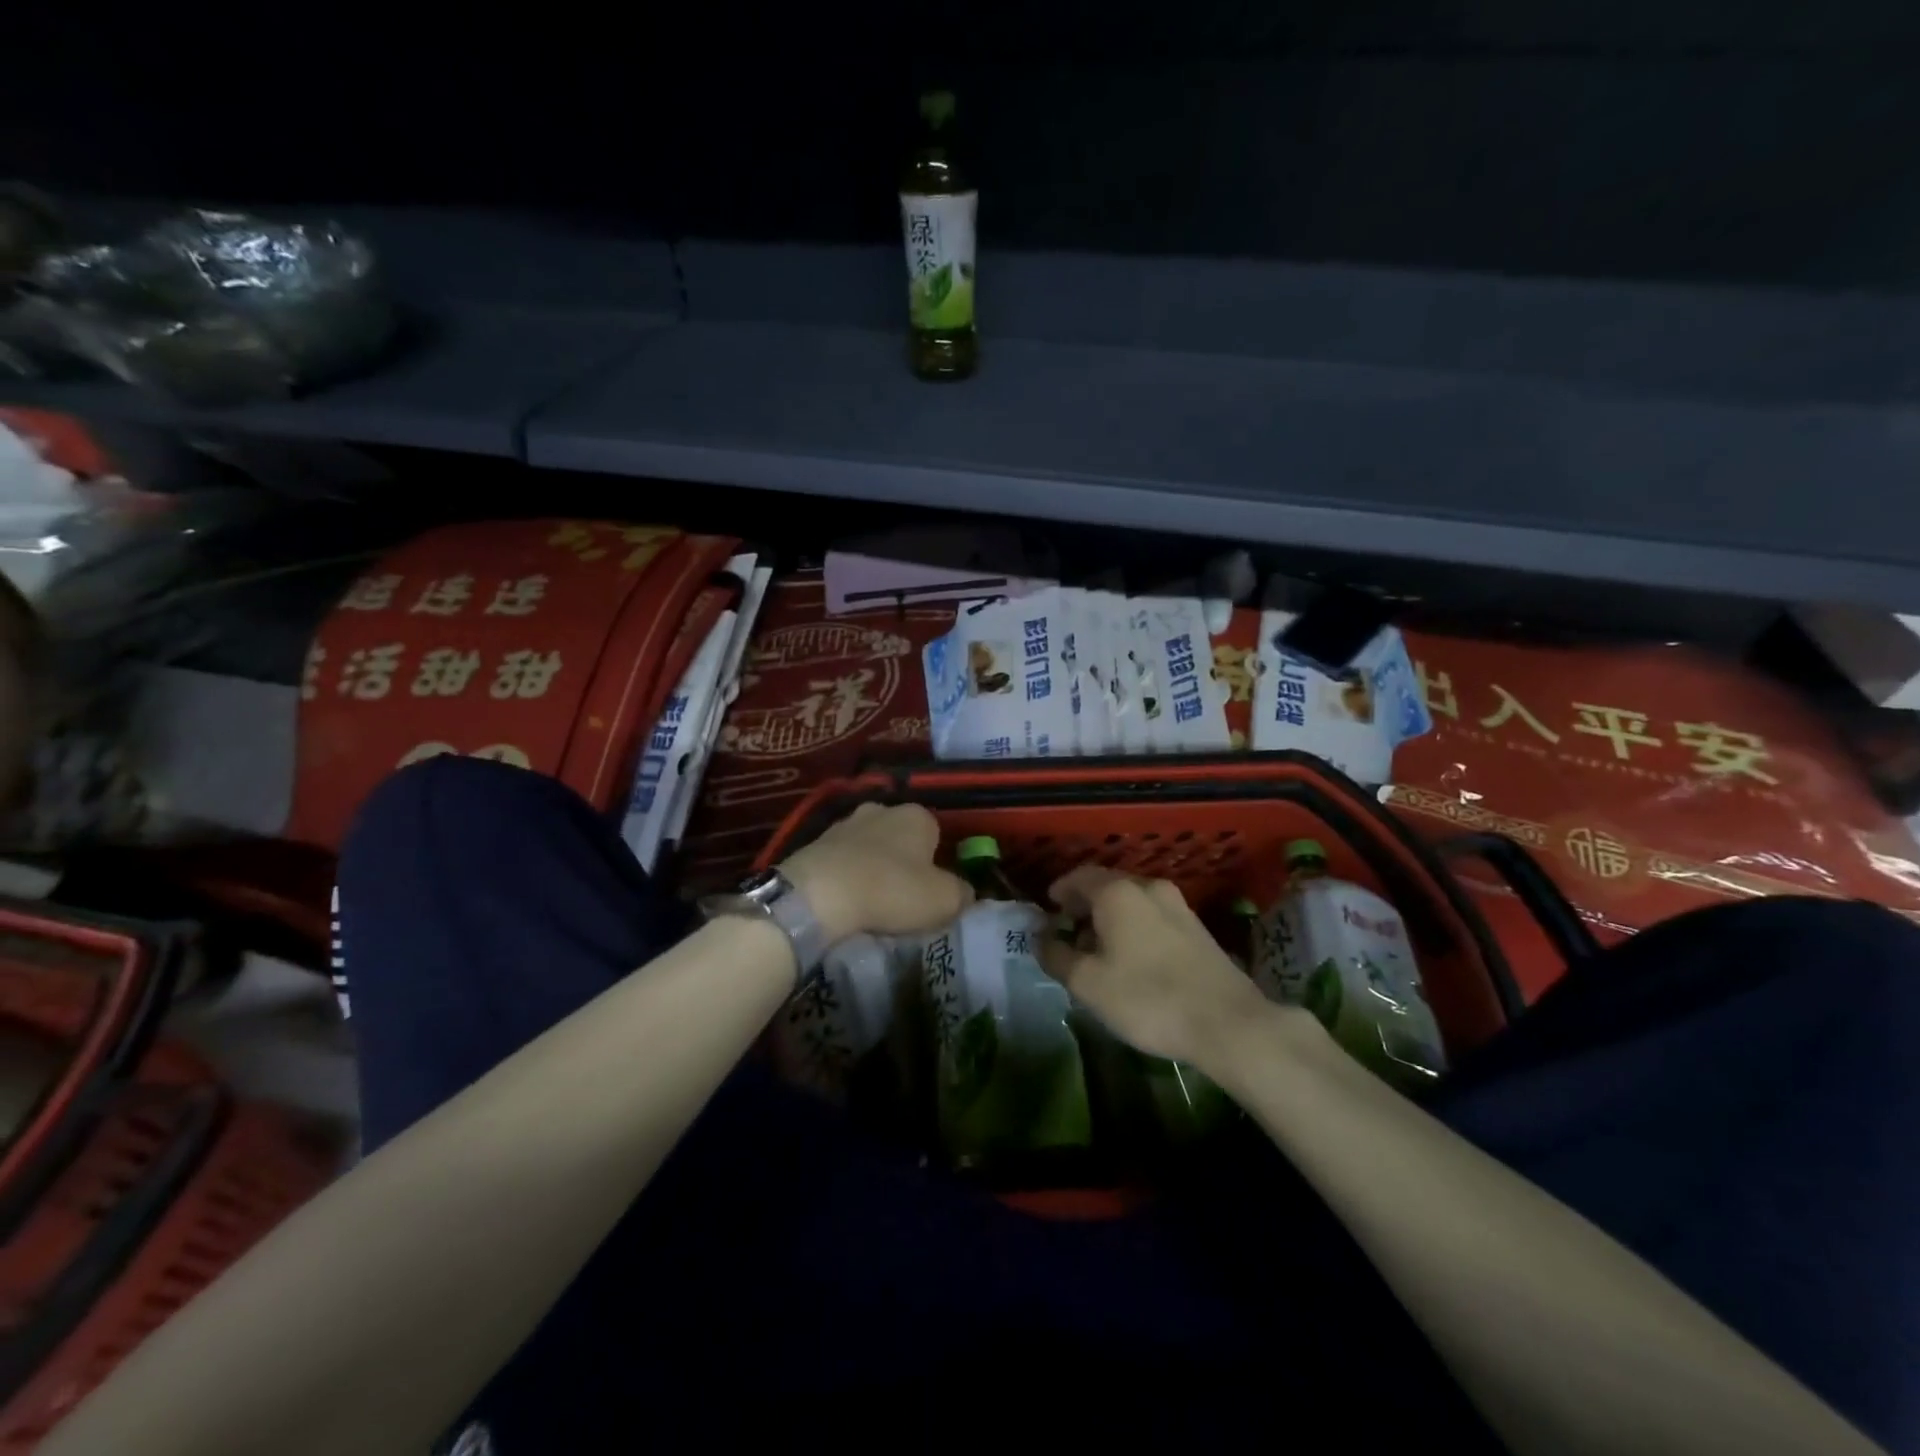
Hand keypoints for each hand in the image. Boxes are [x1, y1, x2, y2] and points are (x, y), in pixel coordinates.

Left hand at [781, 802, 970, 943]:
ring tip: (870, 900)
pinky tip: (844, 899)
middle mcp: (882, 809)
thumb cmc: (892, 891)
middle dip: (902, 859)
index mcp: (917, 815)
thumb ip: (962, 894)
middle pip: (900, 836)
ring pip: (868, 845)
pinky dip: (845, 874)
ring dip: (870, 866)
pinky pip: (841, 859)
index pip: (936, 833)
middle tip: (901, 896)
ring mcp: (845, 823)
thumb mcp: (944, 900)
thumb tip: (965, 893)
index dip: (935, 861)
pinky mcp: (815, 842)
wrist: (820, 894)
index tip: (930, 889)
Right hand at [1039, 866, 1278, 1067]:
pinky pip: (1153, 916)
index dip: (1060, 890)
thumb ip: (1057, 956)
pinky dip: (1134, 927)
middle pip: (1107, 886)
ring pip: (1132, 901)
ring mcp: (1178, 906)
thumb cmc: (1148, 998)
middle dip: (1084, 905)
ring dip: (1110, 917)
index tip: (1048, 909)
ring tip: (1098, 949)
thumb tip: (1041, 939)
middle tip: (1068, 931)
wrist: (1228, 1023)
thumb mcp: (1088, 984)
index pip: (1080, 877)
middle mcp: (1149, 888)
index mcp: (1118, 892)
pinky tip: (1131, 958)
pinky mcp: (1197, 928)